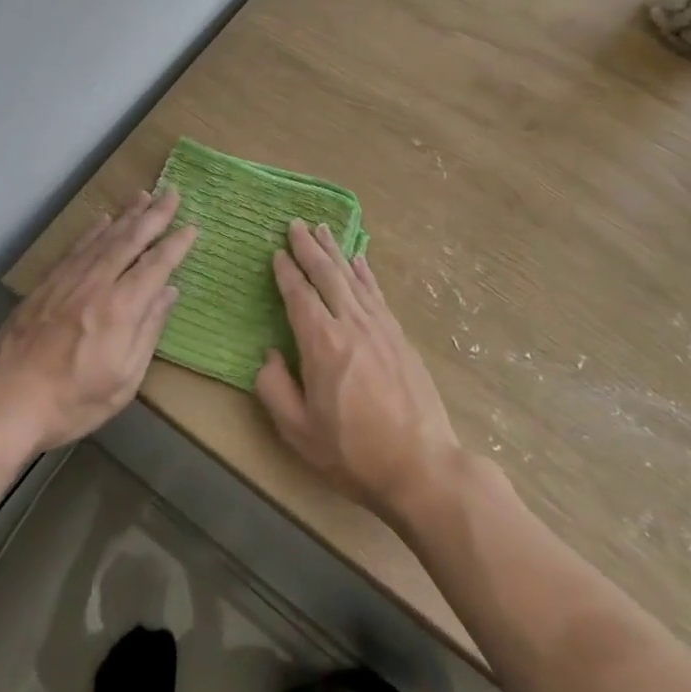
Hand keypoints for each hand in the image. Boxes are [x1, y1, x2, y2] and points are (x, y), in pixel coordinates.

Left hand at [0, 189, 196, 455]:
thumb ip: (148, 331)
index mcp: (121, 309)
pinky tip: (102, 219)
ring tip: (143, 196)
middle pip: (130, 241)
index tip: (192, 227)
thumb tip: (169, 292)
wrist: (6, 401)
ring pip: (103, 238)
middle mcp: (97, 284)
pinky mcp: (46, 284)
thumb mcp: (124, 380)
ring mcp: (68, 280)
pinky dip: (92, 230)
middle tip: (172, 193)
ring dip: (126, 215)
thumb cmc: (72, 401)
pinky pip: (75, 248)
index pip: (155, 266)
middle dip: (154, 216)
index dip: (175, 245)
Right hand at [255, 220, 460, 524]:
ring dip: (334, 251)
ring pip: (352, 278)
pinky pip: (377, 293)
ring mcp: (380, 327)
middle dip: (308, 248)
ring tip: (322, 230)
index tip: (276, 252)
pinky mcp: (399, 336)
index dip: (286, 272)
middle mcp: (351, 324)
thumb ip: (274, 388)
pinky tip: (358, 260)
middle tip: (295, 224)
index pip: (298, 295)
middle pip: (326, 275)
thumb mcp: (298, 431)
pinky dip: (364, 272)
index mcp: (321, 343)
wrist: (421, 467)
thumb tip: (269, 355)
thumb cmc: (353, 453)